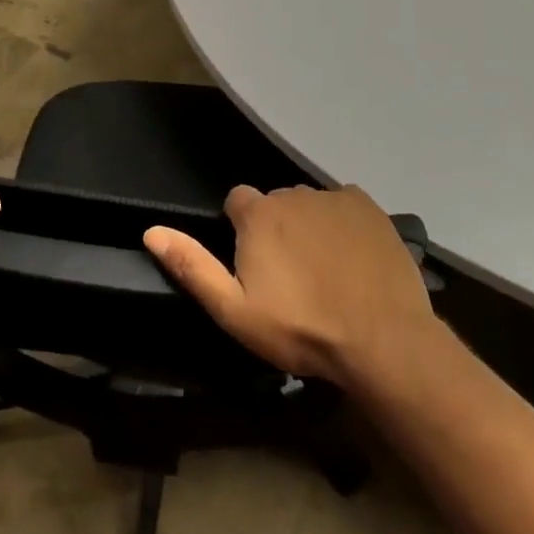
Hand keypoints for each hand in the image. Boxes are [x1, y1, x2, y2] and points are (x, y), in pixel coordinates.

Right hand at [144, 184, 435, 385]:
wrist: (382, 340)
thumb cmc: (300, 328)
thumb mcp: (234, 310)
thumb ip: (192, 266)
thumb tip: (152, 231)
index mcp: (258, 214)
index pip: (237, 201)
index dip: (241, 230)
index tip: (253, 264)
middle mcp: (294, 194)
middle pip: (275, 203)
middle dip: (276, 229)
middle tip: (289, 275)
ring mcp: (335, 198)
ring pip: (310, 205)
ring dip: (309, 226)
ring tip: (324, 270)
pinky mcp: (370, 208)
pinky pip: (345, 206)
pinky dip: (343, 224)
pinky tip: (352, 257)